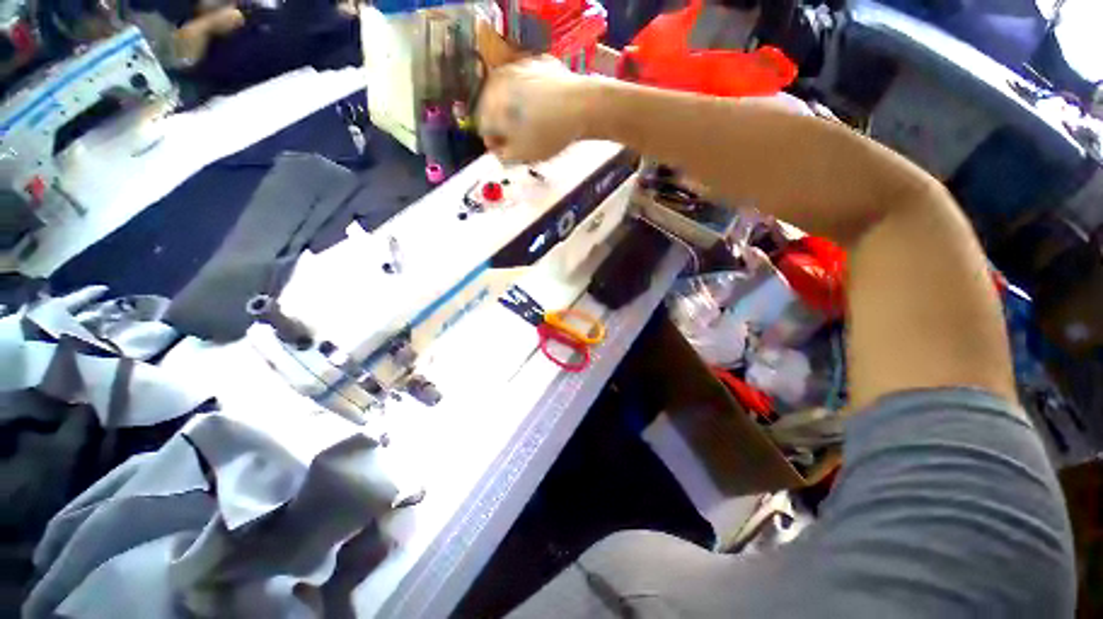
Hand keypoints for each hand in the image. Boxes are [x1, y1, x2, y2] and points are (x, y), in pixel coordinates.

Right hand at [477, 56, 595, 163]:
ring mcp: (518, 66)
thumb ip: (502, 155)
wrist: (581, 105)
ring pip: (510, 93)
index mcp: (490, 104)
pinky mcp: (538, 62)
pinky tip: (544, 107)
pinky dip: (531, 95)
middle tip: (518, 139)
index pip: (482, 126)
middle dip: (503, 124)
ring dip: (516, 109)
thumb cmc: (546, 134)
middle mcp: (498, 80)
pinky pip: (528, 83)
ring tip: (532, 124)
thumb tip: (497, 149)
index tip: (505, 151)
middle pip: (493, 106)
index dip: (493, 142)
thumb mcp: (521, 154)